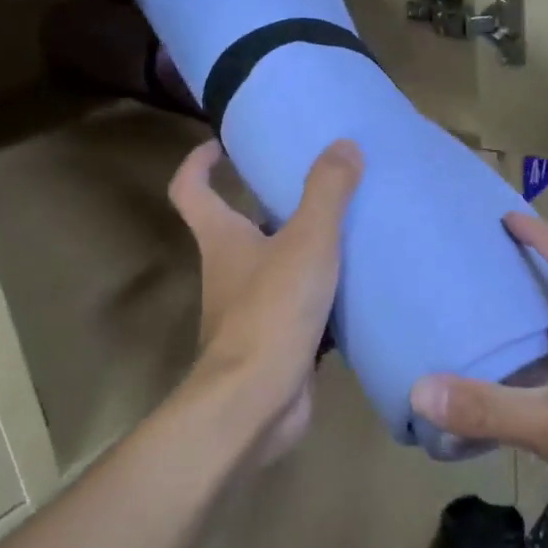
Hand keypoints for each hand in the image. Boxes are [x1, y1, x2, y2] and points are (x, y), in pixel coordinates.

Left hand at [168, 138, 362, 463]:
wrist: (257, 403)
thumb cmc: (272, 311)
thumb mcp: (307, 242)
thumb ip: (327, 192)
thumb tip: (344, 144)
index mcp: (222, 239)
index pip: (191, 189)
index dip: (199, 163)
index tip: (221, 144)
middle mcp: (228, 270)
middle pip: (238, 225)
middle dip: (267, 202)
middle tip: (313, 182)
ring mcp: (249, 309)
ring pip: (273, 265)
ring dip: (300, 247)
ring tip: (346, 227)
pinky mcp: (274, 340)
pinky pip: (298, 304)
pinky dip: (320, 291)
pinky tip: (357, 284)